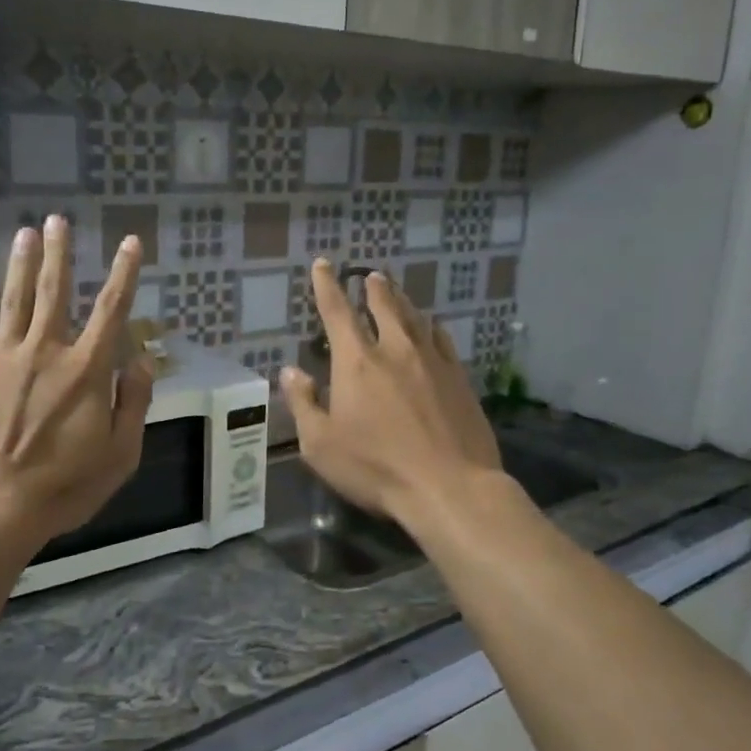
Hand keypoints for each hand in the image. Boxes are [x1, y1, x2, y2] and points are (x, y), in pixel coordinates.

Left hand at [0, 216, 153, 551]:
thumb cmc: (64, 486)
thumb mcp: (120, 454)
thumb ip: (134, 404)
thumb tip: (142, 362)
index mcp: (87, 371)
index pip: (112, 311)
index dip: (124, 274)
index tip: (130, 242)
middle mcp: (46, 352)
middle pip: (55, 292)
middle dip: (59, 254)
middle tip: (58, 220)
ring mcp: (4, 359)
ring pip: (15, 301)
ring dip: (21, 264)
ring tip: (25, 232)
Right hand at [280, 259, 500, 531]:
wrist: (449, 486)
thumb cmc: (375, 468)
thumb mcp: (320, 445)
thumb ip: (303, 404)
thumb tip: (290, 372)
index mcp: (356, 362)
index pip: (337, 311)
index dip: (327, 285)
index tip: (324, 264)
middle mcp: (395, 350)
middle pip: (383, 305)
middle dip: (373, 287)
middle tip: (370, 274)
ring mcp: (432, 361)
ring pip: (416, 317)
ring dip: (402, 301)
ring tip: (396, 291)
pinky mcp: (459, 378)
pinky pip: (443, 340)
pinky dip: (432, 327)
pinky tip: (433, 327)